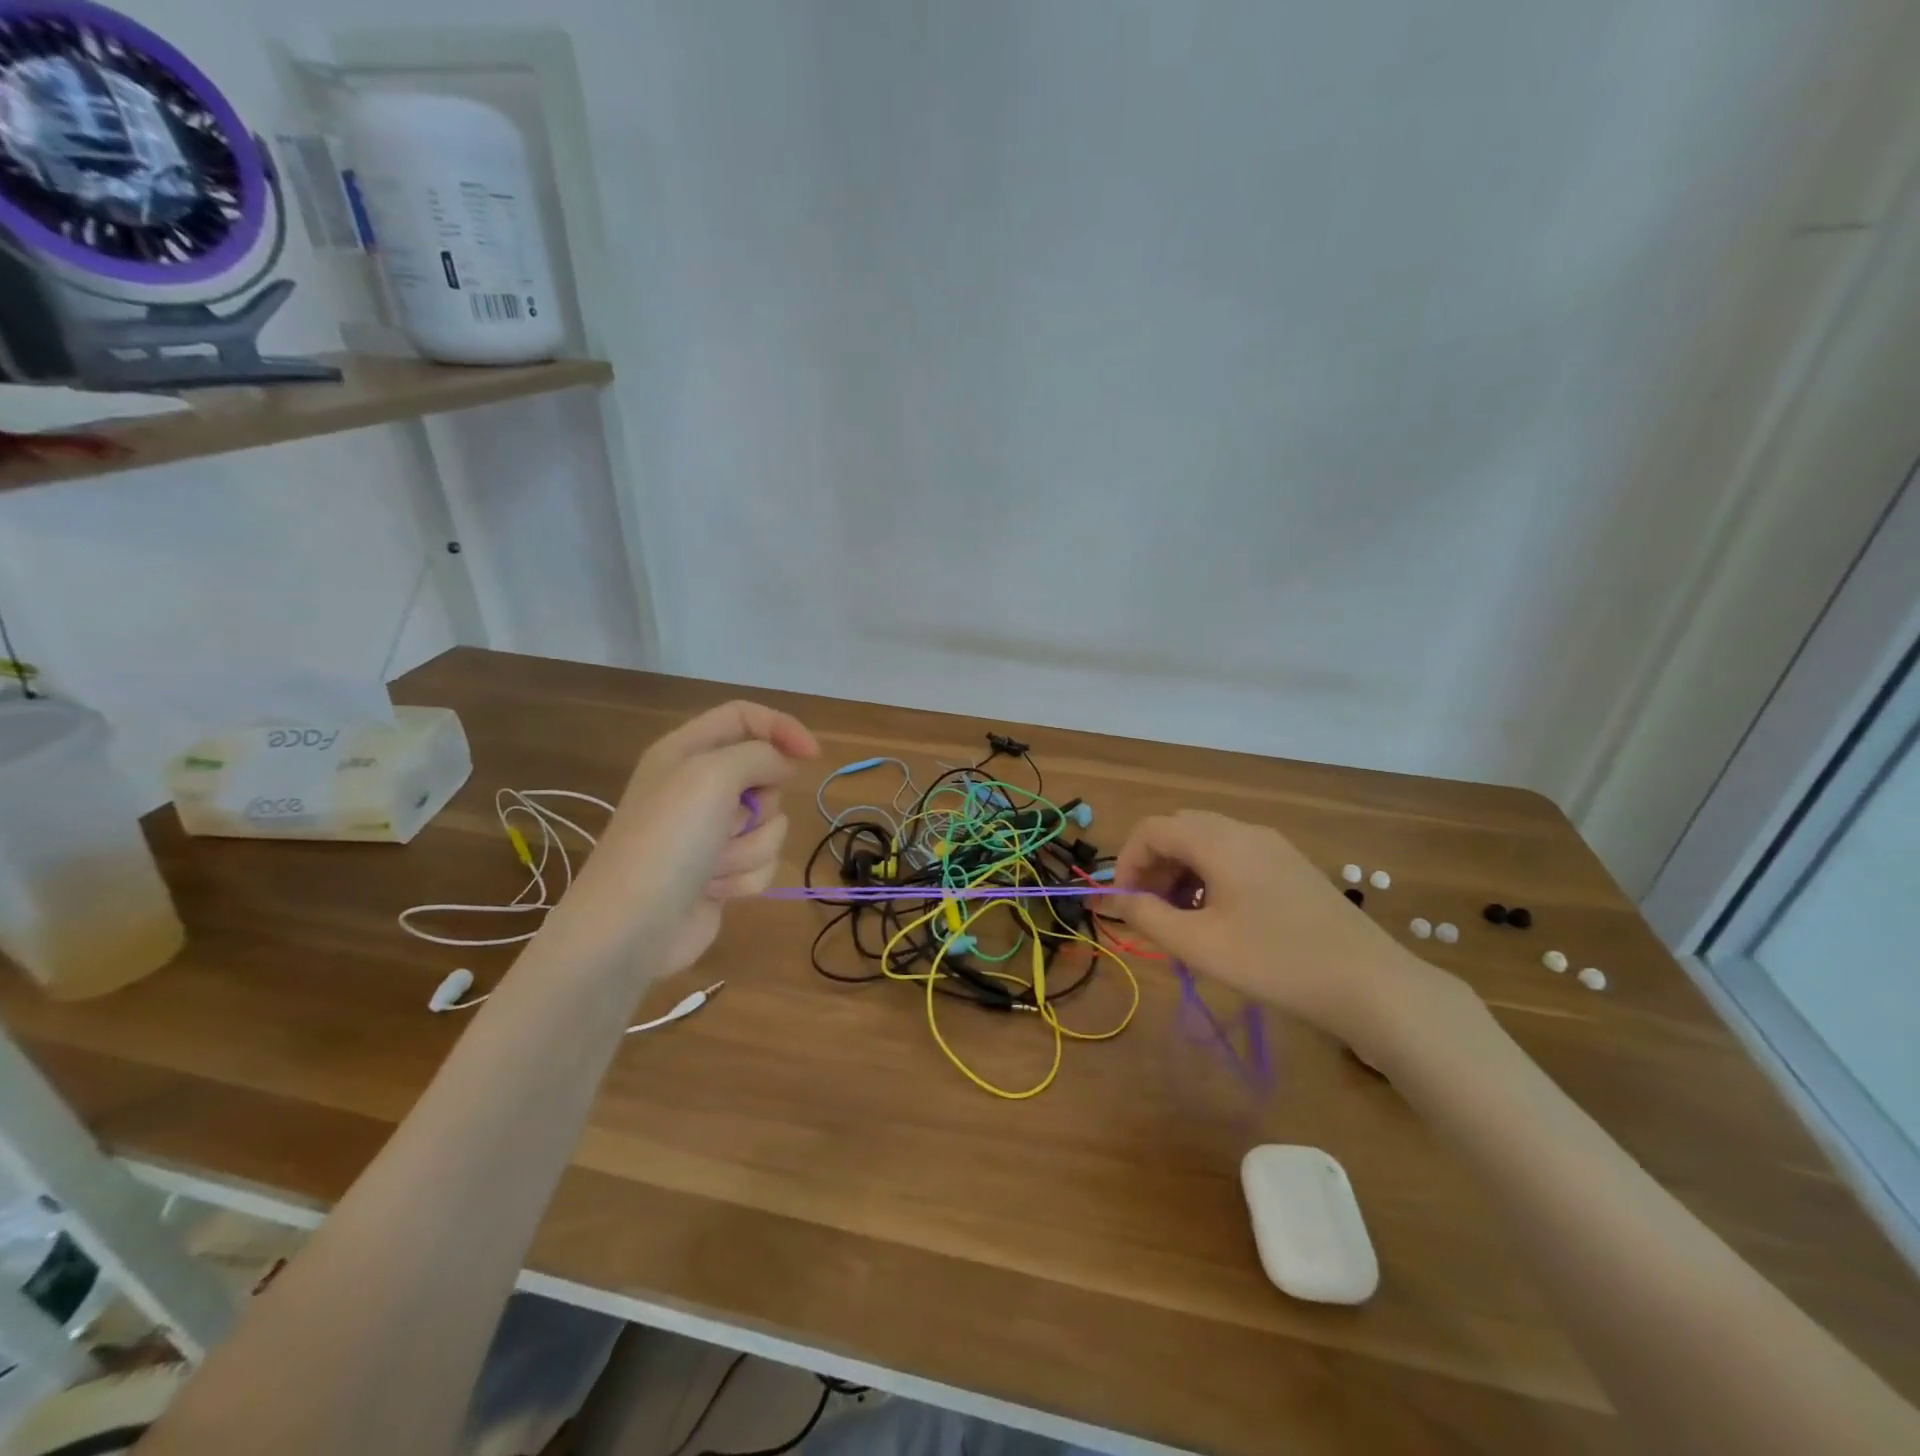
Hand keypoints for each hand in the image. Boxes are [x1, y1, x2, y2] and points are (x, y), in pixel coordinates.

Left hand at [557, 701, 819, 973]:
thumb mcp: (713, 775)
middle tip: (733, 819)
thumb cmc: (669, 840)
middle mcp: (697, 787)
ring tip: (714, 866)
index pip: (744, 717)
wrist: (631, 927)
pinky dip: (744, 878)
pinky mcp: (721, 872)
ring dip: (750, 848)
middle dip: (762, 804)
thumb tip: (782, 768)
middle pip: (764, 775)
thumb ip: (760, 755)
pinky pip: (761, 862)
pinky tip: (714, 891)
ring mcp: (709, 833)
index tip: (811, 756)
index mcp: (686, 751)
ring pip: (769, 825)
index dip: (781, 728)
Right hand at [1115, 810, 1450, 1043]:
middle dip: (1154, 867)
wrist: (1370, 984)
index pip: (1152, 829)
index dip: (1127, 862)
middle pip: (1179, 831)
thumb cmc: (1275, 961)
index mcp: (1218, 840)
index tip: (1125, 904)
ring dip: (1181, 873)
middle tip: (1150, 912)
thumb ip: (1149, 917)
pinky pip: (1235, 857)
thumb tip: (1120, 900)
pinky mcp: (1291, 867)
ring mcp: (1273, 846)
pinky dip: (1210, 877)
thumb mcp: (1200, 945)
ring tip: (1182, 921)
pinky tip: (1220, 919)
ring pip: (1207, 844)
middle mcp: (1244, 831)